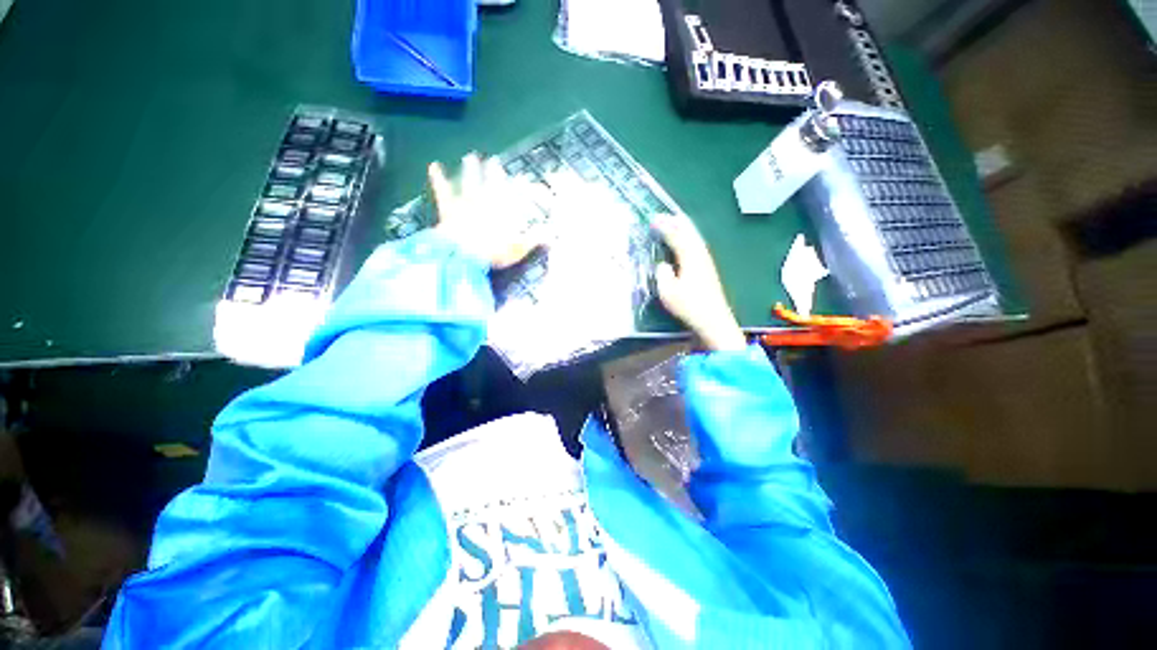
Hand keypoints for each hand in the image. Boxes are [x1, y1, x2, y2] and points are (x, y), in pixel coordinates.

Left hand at [429, 153, 544, 268]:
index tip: (525, 178)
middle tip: (494, 160)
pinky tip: (433, 166)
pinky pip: (444, 191)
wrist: (462, 254)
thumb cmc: (493, 252)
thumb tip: (553, 234)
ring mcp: (467, 203)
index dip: (520, 186)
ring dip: (471, 170)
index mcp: (504, 210)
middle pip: (492, 183)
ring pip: (470, 182)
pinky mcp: (449, 208)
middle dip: (494, 172)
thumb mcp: (518, 248)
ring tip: (470, 157)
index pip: (515, 194)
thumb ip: (535, 239)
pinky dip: (438, 178)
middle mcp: (487, 201)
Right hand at [652, 213, 746, 351]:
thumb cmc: (689, 306)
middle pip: (689, 232)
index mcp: (690, 258)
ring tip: (675, 221)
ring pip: (696, 238)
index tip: (653, 219)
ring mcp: (707, 262)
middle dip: (676, 222)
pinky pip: (698, 245)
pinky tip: (688, 241)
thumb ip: (663, 275)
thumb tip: (663, 265)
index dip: (664, 227)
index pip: (676, 236)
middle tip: (664, 215)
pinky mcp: (709, 269)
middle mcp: (700, 255)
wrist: (714, 319)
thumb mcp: (668, 292)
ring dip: (685, 228)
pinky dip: (690, 237)